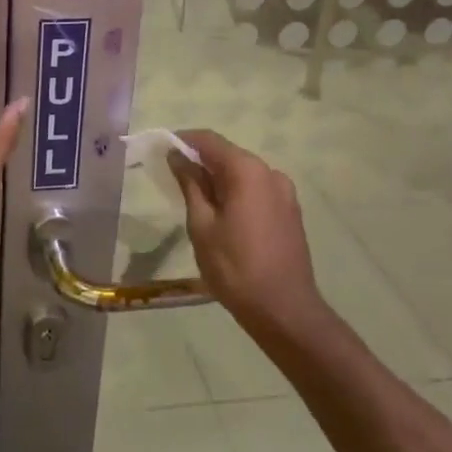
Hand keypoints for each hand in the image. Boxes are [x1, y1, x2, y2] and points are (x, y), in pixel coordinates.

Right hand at [169, 130, 324, 327]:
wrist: (285, 311)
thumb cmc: (235, 267)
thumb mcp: (202, 225)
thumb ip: (190, 184)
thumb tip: (177, 156)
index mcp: (248, 171)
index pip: (209, 140)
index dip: (183, 140)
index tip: (161, 150)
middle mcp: (270, 173)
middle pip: (227, 155)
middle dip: (199, 162)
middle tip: (172, 179)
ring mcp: (284, 193)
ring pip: (242, 175)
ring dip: (217, 180)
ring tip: (194, 202)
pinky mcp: (290, 212)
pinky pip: (256, 191)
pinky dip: (235, 193)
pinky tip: (221, 216)